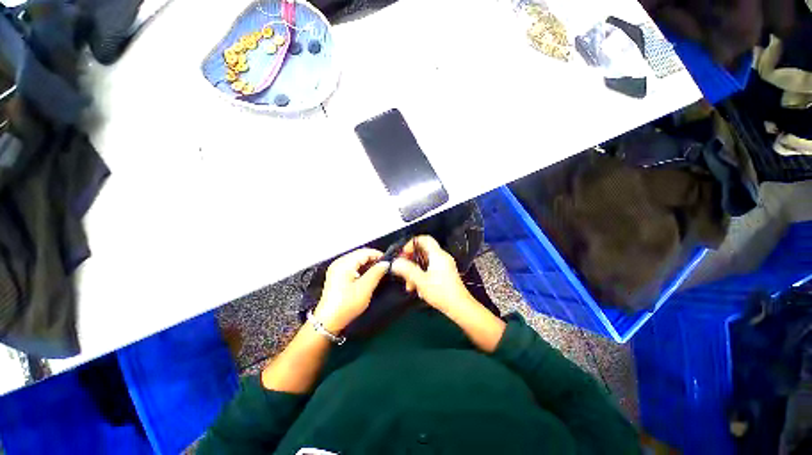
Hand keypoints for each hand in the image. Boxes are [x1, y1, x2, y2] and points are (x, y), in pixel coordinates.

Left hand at [313, 248, 388, 332]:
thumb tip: (385, 263)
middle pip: (360, 254)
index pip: (365, 252)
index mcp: (344, 263)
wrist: (328, 322)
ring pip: (357, 260)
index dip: (378, 255)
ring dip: (368, 265)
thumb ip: (376, 273)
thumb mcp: (365, 288)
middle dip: (374, 260)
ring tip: (379, 273)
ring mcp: (337, 269)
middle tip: (385, 268)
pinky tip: (368, 276)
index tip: (389, 262)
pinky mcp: (337, 275)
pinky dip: (362, 269)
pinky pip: (353, 266)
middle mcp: (339, 262)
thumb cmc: (346, 305)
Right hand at [391, 236, 473, 313]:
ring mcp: (444, 266)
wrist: (459, 307)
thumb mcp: (421, 281)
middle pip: (422, 252)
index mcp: (438, 255)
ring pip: (424, 262)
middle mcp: (442, 258)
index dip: (411, 244)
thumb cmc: (442, 293)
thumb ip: (407, 270)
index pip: (424, 239)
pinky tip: (418, 288)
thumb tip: (395, 263)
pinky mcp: (444, 274)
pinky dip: (421, 276)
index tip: (403, 254)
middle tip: (403, 269)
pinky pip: (429, 269)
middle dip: (411, 261)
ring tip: (410, 284)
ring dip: (415, 271)